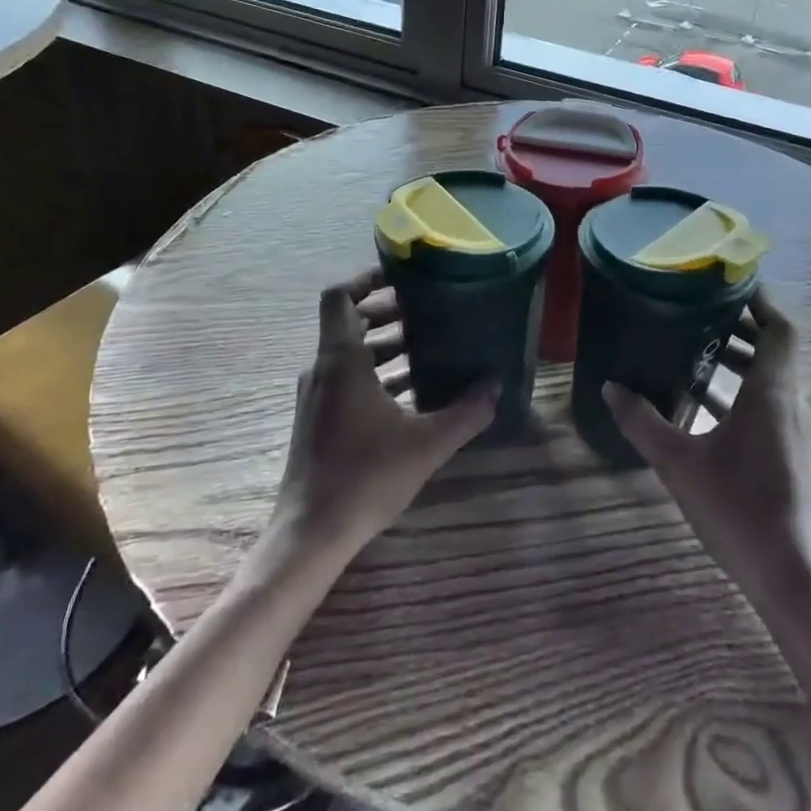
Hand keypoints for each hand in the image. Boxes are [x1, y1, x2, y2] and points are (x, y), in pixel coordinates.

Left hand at [272, 269, 498, 554]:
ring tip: (427, 348)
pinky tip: (411, 391)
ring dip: (384, 345)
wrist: (312, 532)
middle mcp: (322, 369)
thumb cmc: (366, 477)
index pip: (338, 296)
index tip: (401, 278)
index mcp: (341, 360)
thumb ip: (466, 412)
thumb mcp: (427, 443)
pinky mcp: (318, 419)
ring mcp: (317, 395)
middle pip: (349, 321)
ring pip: (349, 353)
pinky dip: (375, 373)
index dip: (365, 278)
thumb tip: (497, 386)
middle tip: (427, 311)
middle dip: (387, 312)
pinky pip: (346, 378)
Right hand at [603, 291, 810, 604]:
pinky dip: (741, 393)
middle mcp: (789, 405)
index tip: (730, 283)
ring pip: (771, 380)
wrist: (791, 576)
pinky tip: (703, 406)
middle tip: (699, 313)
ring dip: (739, 362)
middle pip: (775, 351)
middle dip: (742, 328)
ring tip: (694, 351)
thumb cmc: (738, 509)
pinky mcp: (790, 456)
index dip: (761, 301)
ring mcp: (793, 433)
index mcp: (771, 394)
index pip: (780, 329)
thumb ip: (643, 422)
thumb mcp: (679, 463)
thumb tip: (611, 388)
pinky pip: (767, 406)